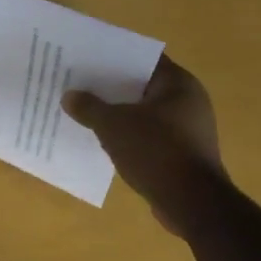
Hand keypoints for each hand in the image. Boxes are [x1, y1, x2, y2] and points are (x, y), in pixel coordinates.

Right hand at [62, 56, 230, 237]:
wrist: (192, 203)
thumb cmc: (155, 151)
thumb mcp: (113, 125)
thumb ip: (89, 107)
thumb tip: (69, 96)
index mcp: (178, 83)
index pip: (143, 59)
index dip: (115, 57)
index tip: (89, 59)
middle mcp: (190, 100)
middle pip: (144, 86)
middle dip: (114, 88)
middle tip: (82, 85)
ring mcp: (190, 129)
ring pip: (147, 113)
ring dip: (122, 115)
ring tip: (89, 113)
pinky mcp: (186, 154)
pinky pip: (152, 136)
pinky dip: (132, 136)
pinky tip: (107, 142)